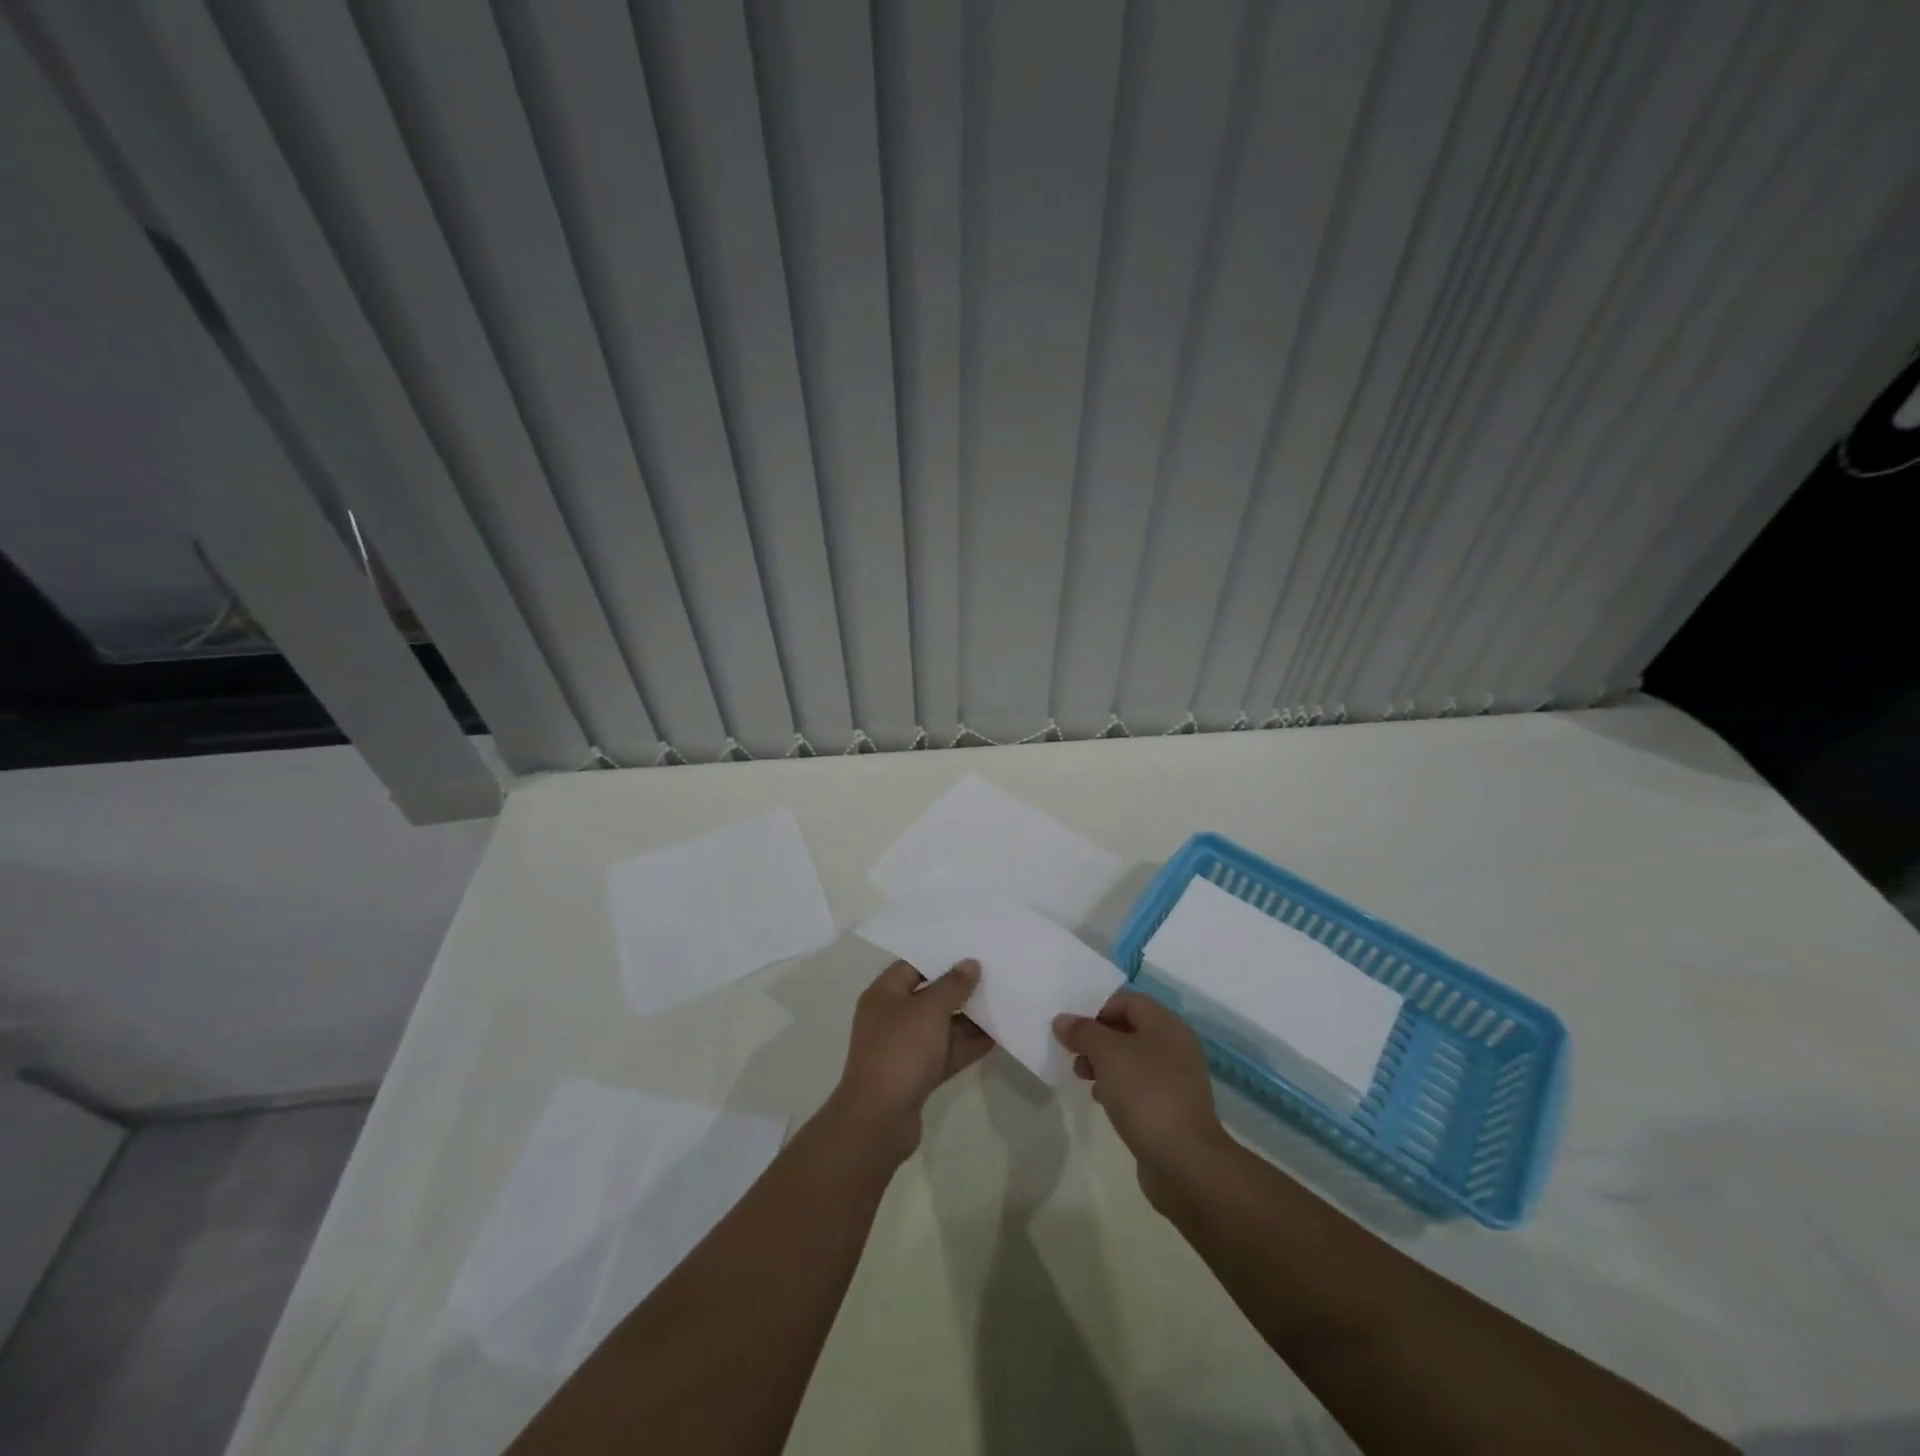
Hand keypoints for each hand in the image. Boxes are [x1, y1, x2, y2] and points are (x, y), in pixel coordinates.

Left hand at [829, 959, 992, 1161]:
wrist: (880, 1118)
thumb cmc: (900, 1050)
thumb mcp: (929, 1010)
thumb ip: (952, 985)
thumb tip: (970, 963)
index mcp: (884, 994)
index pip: (913, 965)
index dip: (941, 957)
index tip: (972, 951)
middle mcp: (892, 1017)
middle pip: (929, 995)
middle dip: (960, 988)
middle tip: (994, 975)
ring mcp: (905, 1048)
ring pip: (941, 1026)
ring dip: (968, 1018)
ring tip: (1002, 1003)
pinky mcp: (918, 1074)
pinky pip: (947, 1052)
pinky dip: (968, 1045)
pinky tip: (997, 1037)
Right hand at [1054, 990, 1229, 1207]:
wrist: (1185, 1161)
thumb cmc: (1145, 1094)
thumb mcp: (1107, 1054)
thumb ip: (1083, 1032)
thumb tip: (1062, 1020)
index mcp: (1166, 1024)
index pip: (1127, 1000)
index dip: (1097, 1008)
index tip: (1073, 1028)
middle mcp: (1175, 1045)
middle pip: (1129, 1029)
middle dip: (1097, 1038)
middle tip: (1073, 1054)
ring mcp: (1176, 1079)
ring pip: (1132, 1059)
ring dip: (1104, 1063)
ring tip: (1082, 1077)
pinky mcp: (1172, 1108)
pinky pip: (1139, 1086)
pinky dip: (1118, 1087)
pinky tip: (1102, 1100)